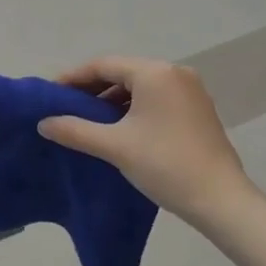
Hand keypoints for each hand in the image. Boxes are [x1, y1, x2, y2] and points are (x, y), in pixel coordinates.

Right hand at [38, 56, 246, 219]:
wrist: (221, 200)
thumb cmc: (165, 164)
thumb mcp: (114, 146)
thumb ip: (75, 130)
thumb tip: (44, 123)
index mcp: (155, 72)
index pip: (104, 65)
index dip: (74, 77)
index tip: (51, 93)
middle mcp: (174, 72)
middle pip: (123, 72)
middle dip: (92, 88)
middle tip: (66, 107)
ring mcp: (190, 91)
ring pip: (140, 86)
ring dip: (113, 99)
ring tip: (88, 119)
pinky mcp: (198, 109)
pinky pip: (157, 98)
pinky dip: (134, 108)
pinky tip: (119, 128)